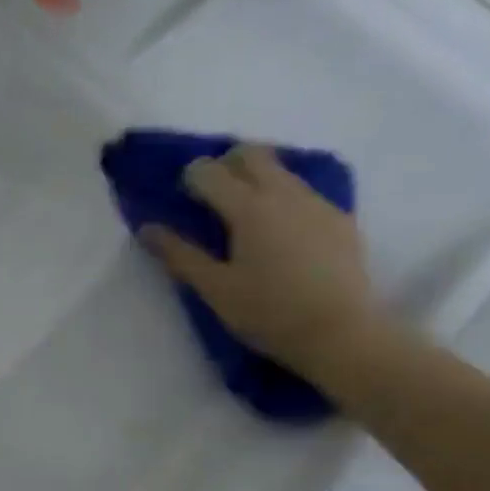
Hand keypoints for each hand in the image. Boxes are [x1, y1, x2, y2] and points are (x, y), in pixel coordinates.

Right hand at [139, 143, 381, 376]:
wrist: (342, 335)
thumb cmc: (269, 313)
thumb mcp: (215, 289)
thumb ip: (179, 254)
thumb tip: (147, 228)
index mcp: (249, 208)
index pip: (210, 171)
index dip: (190, 178)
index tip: (183, 198)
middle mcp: (284, 193)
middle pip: (251, 155)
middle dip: (225, 164)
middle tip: (212, 196)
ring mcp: (317, 203)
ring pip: (281, 170)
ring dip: (256, 178)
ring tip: (245, 214)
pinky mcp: (340, 219)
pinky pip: (304, 192)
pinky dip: (283, 198)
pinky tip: (281, 232)